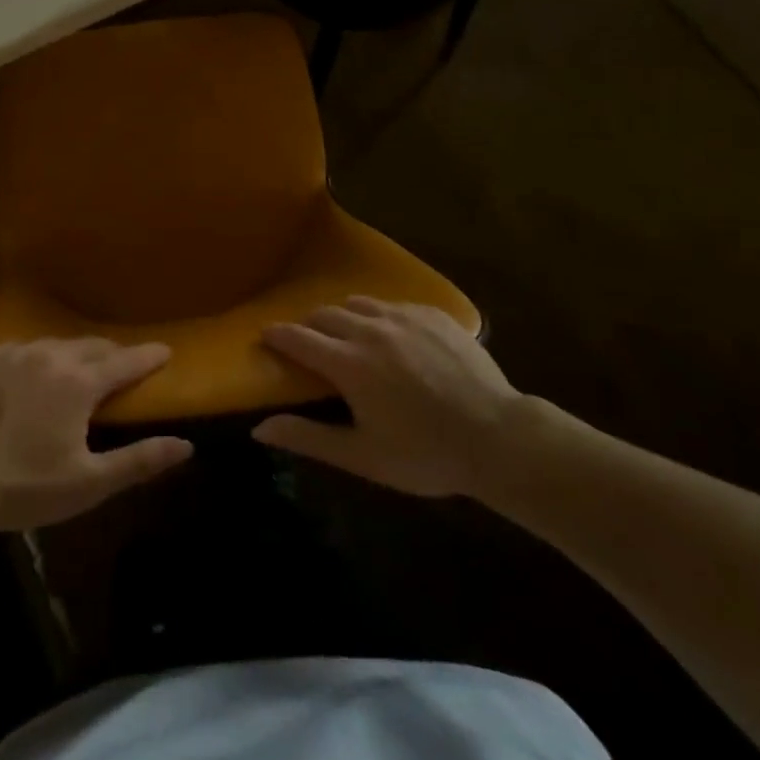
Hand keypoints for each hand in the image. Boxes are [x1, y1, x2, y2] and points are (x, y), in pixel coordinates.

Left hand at [0, 339, 193, 531]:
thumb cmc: (24, 487)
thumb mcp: (88, 483)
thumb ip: (138, 460)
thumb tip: (185, 445)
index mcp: (79, 382)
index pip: (125, 361)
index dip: (149, 357)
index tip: (166, 351)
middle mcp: (52, 355)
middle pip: (94, 346)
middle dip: (114, 354)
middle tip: (126, 365)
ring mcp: (18, 352)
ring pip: (60, 343)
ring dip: (79, 354)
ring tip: (84, 368)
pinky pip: (28, 346)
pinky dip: (44, 355)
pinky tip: (40, 370)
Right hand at [252, 297, 522, 498]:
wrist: (500, 438)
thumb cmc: (426, 454)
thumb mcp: (364, 456)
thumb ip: (309, 438)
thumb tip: (259, 428)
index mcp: (348, 363)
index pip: (297, 337)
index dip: (277, 336)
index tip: (266, 337)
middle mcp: (369, 329)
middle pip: (324, 314)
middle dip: (309, 326)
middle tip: (310, 346)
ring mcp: (403, 316)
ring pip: (357, 303)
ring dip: (344, 317)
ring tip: (350, 337)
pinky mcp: (432, 313)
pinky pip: (392, 304)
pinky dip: (380, 316)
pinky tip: (393, 338)